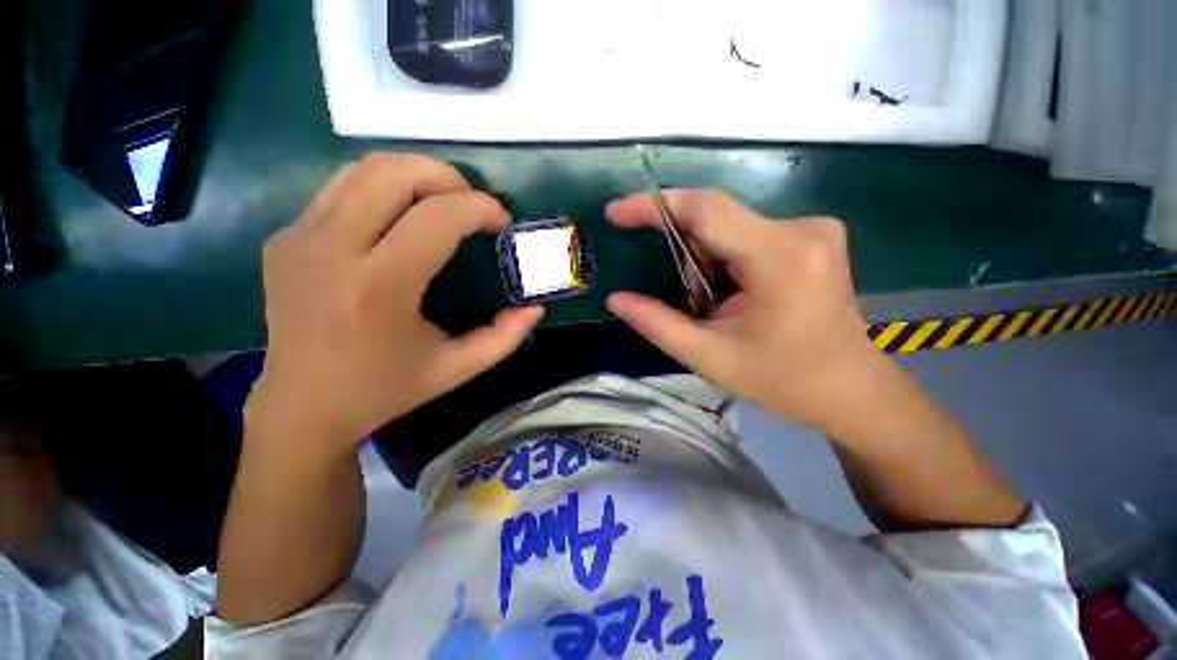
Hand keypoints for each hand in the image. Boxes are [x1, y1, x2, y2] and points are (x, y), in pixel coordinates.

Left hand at [247, 153, 542, 452]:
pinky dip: (384, 189)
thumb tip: (534, 307)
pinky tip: (402, 217)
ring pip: (363, 169)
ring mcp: (298, 238)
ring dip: (415, 175)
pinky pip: (342, 189)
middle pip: (393, 173)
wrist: (302, 405)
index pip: (436, 217)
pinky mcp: (285, 237)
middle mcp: (331, 251)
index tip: (501, 221)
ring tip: (443, 202)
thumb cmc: (386, 389)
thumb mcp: (458, 369)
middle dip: (447, 176)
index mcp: (379, 289)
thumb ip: (505, 337)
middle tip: (472, 204)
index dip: (479, 207)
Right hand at [606, 189, 892, 432]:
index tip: (615, 213)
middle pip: (715, 218)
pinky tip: (734, 295)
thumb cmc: (784, 380)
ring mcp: (812, 228)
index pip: (705, 209)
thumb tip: (616, 299)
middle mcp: (801, 228)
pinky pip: (745, 233)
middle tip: (685, 299)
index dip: (654, 205)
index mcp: (780, 258)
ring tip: (715, 306)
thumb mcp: (710, 358)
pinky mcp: (812, 236)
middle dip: (683, 252)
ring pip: (728, 227)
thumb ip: (658, 325)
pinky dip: (723, 259)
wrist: (851, 390)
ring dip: (703, 261)